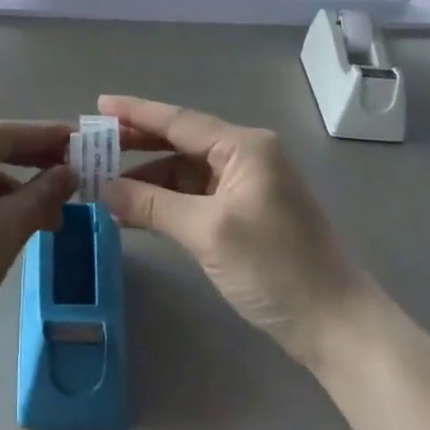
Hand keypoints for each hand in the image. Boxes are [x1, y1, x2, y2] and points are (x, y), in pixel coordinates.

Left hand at [0, 122, 73, 370]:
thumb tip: (69, 173)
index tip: (83, 141)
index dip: (46, 136)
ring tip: (47, 219)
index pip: (3, 134)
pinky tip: (9, 229)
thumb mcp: (3, 233)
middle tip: (73, 179)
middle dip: (32, 165)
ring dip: (11, 192)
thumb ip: (41, 196)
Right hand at [97, 95, 372, 364]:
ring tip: (105, 185)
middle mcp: (247, 156)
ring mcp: (248, 186)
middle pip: (181, 141)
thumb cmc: (275, 268)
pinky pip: (197, 195)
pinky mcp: (246, 214)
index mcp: (245, 146)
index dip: (136, 112)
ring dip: (149, 178)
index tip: (99, 104)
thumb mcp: (208, 232)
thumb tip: (102, 188)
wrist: (337, 326)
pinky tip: (138, 210)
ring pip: (187, 171)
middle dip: (137, 144)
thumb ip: (152, 205)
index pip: (179, 121)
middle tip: (93, 146)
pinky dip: (167, 201)